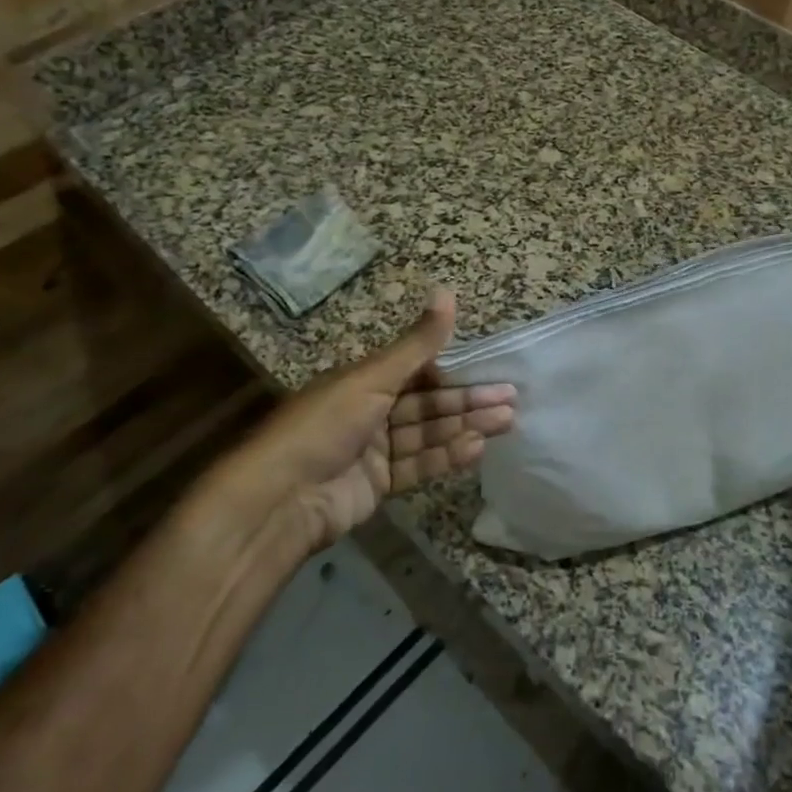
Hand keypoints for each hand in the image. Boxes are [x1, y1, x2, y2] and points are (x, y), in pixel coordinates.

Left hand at [212, 291, 515, 548]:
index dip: (455, 369)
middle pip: (427, 403)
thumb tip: (447, 291)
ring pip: (427, 434)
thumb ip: (417, 344)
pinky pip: (418, 465)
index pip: (417, 370)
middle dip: (468, 400)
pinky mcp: (377, 486)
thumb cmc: (324, 425)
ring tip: (506, 421)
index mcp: (362, 381)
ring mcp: (373, 451)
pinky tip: (476, 449)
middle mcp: (369, 412)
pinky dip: (446, 456)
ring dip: (465, 427)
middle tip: (511, 399)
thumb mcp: (373, 377)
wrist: (279, 500)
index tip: (491, 368)